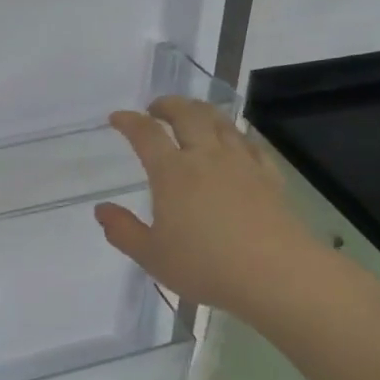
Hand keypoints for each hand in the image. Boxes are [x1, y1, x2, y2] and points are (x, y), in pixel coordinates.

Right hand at [95, 98, 322, 322]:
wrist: (277, 275)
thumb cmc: (205, 266)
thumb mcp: (151, 256)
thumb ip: (123, 230)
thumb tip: (101, 210)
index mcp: (172, 172)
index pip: (146, 134)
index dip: (129, 122)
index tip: (117, 118)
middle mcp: (206, 156)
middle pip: (187, 114)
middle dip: (168, 105)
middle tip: (156, 108)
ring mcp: (242, 163)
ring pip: (221, 122)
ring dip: (201, 111)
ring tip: (192, 115)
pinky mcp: (269, 176)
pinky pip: (250, 143)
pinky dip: (236, 134)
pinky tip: (235, 142)